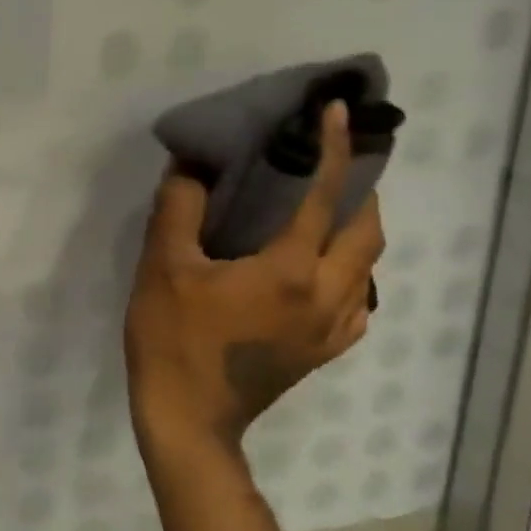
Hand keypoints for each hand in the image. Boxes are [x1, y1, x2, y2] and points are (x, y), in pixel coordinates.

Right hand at [125, 101, 382, 450]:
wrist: (187, 417)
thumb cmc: (172, 338)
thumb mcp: (161, 267)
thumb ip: (179, 209)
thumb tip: (191, 166)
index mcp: (290, 270)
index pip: (326, 197)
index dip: (336, 150)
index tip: (340, 113)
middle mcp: (327, 295)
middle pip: (368, 232)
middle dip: (361, 190)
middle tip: (332, 166)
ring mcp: (331, 328)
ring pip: (369, 268)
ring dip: (357, 231)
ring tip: (325, 212)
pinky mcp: (323, 351)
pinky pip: (357, 303)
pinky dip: (349, 274)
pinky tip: (319, 272)